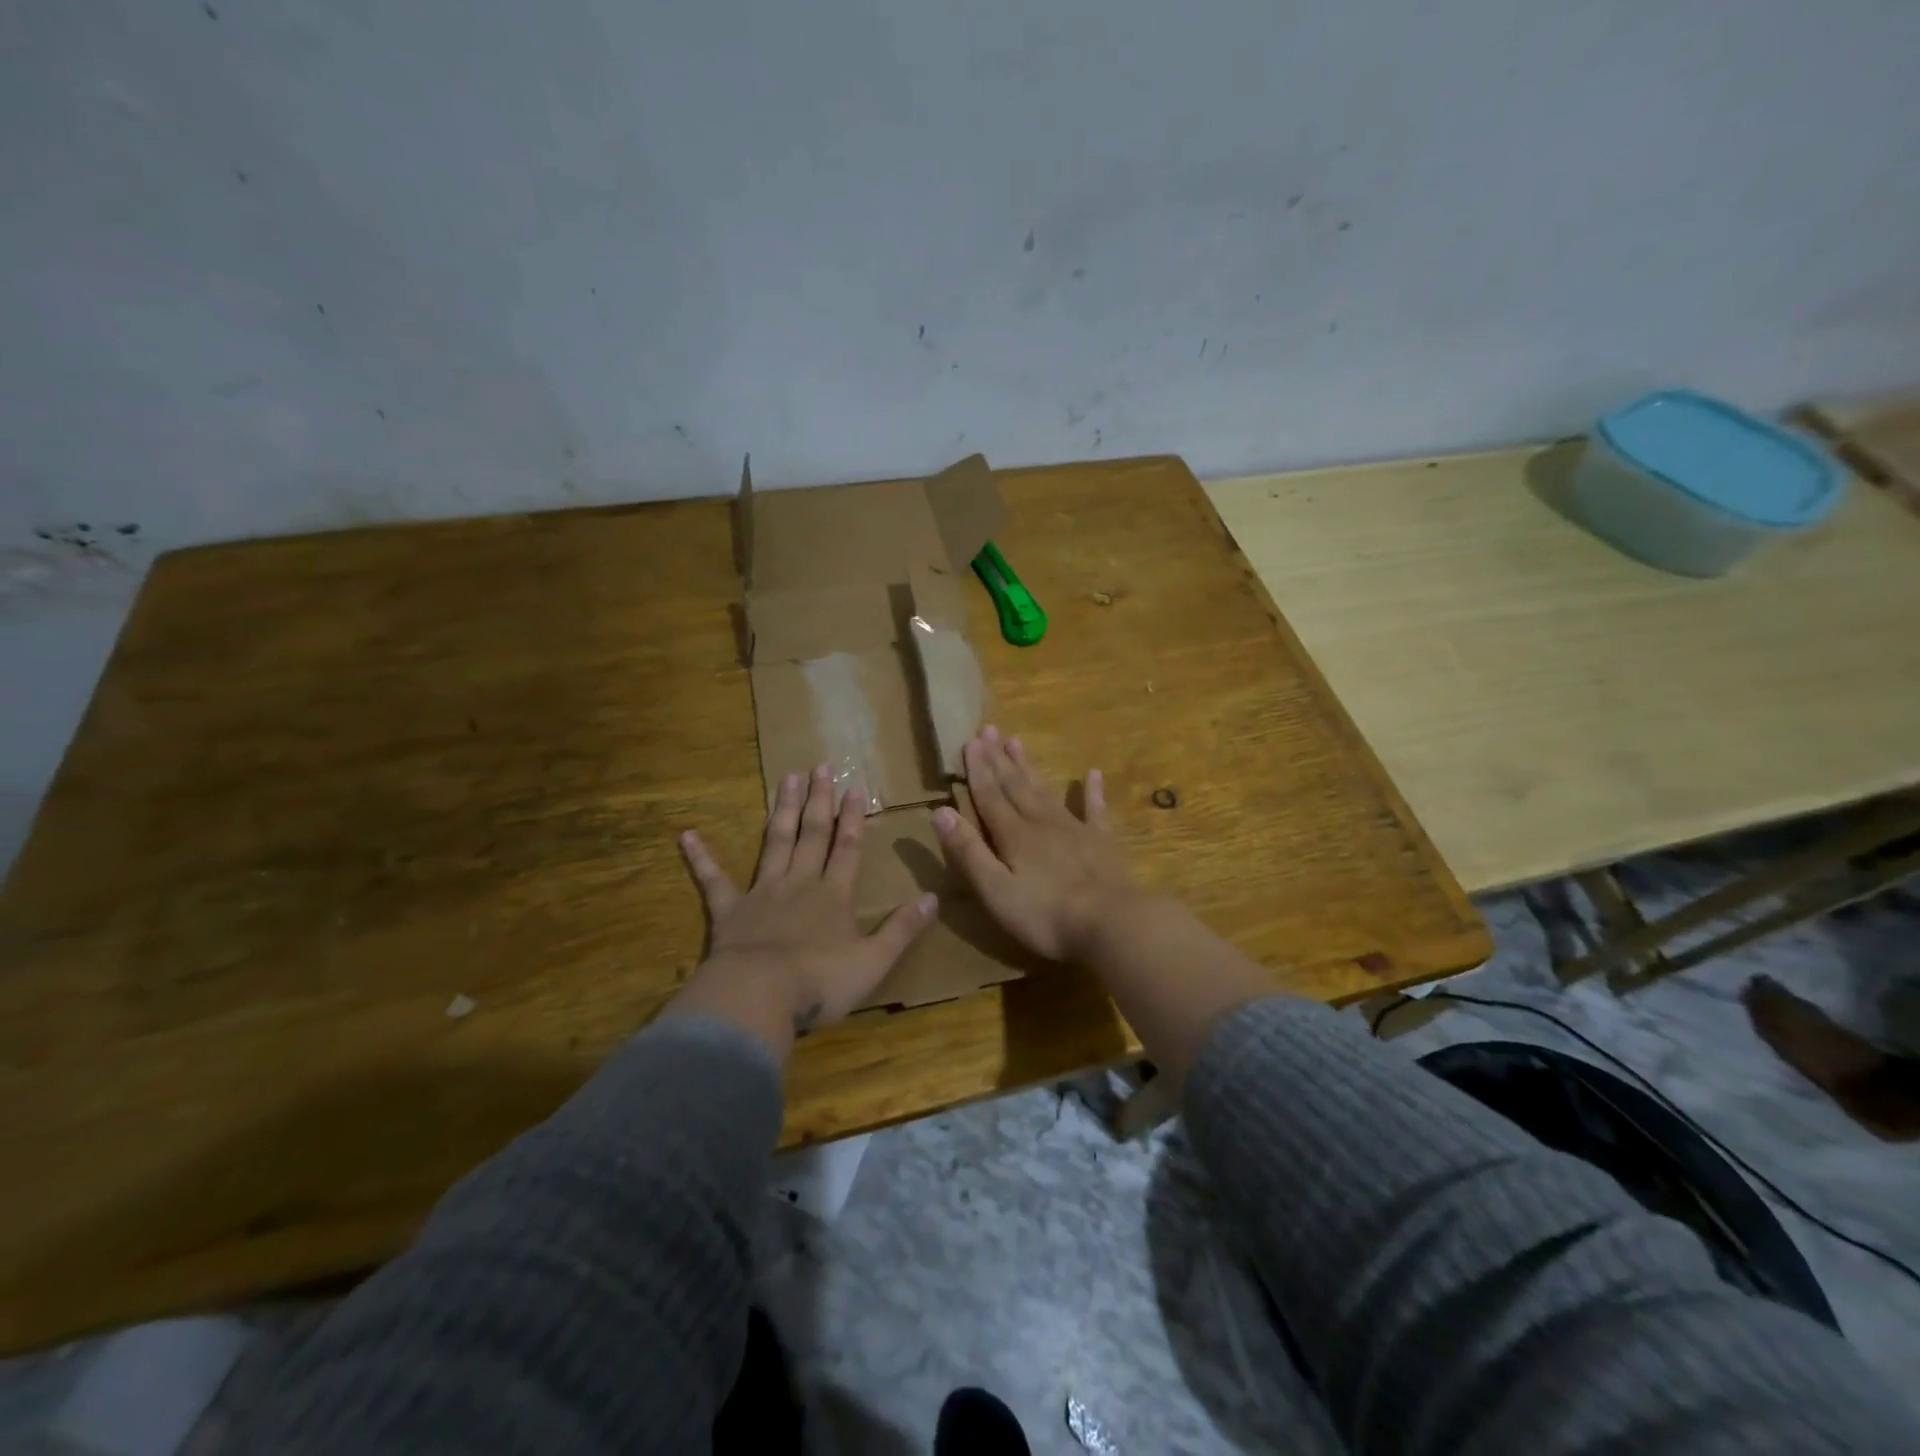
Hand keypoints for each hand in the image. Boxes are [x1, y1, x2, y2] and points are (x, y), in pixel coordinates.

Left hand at [670, 765, 937, 1055]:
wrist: (759, 996)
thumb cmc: (821, 982)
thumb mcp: (874, 961)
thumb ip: (903, 928)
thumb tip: (934, 898)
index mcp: (834, 895)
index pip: (847, 847)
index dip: (853, 817)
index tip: (854, 785)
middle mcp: (800, 883)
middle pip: (812, 834)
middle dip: (819, 801)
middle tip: (819, 767)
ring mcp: (762, 893)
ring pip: (775, 842)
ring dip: (782, 810)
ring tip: (786, 779)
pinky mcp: (729, 911)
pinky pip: (713, 880)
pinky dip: (701, 859)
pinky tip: (687, 835)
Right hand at [933, 725, 1140, 961]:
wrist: (1111, 923)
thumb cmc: (1046, 915)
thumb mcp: (996, 890)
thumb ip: (969, 851)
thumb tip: (940, 812)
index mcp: (1014, 835)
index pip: (989, 796)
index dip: (977, 770)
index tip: (970, 741)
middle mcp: (1041, 822)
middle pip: (1015, 786)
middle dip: (999, 759)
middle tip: (988, 729)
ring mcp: (1074, 829)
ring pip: (1045, 790)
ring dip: (1029, 767)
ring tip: (1017, 742)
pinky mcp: (1102, 842)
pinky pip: (1095, 809)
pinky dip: (1092, 791)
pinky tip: (1093, 773)